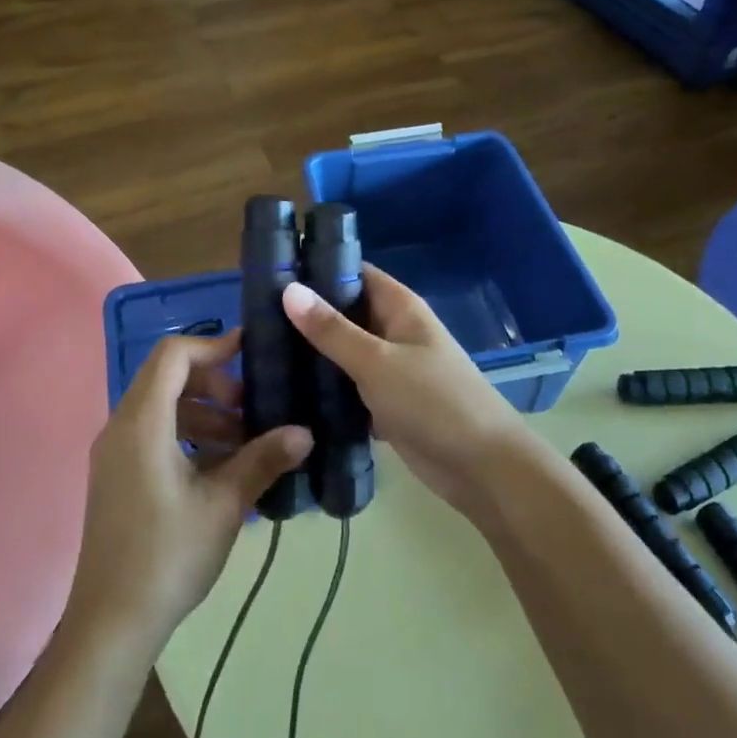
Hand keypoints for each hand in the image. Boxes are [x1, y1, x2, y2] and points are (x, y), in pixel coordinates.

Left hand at [65, 331, 311, 656]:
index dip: (213, 345)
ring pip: (162, 408)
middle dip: (214, 385)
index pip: (173, 355)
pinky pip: (153, 435)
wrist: (110, 624)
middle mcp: (121, 427)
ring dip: (204, 414)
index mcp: (142, 423)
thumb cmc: (168, 556)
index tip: (251, 353)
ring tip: (245, 443)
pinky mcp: (117, 476)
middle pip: (167, 378)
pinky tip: (221, 469)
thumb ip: (263, 460)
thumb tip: (305, 433)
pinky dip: (187, 436)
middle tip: (252, 409)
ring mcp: (115, 453)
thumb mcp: (224, 505)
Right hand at [282, 266, 525, 512]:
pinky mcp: (386, 402)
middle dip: (307, 315)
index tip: (272, 272)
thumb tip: (288, 289)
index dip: (317, 269)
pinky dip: (326, 387)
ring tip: (260, 351)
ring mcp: (391, 368)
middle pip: (345, 312)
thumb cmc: (433, 402)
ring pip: (344, 351)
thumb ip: (332, 330)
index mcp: (399, 307)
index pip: (354, 273)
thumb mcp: (377, 362)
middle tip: (254, 318)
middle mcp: (394, 331)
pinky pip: (349, 385)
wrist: (482, 469)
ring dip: (313, 353)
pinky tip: (287, 392)